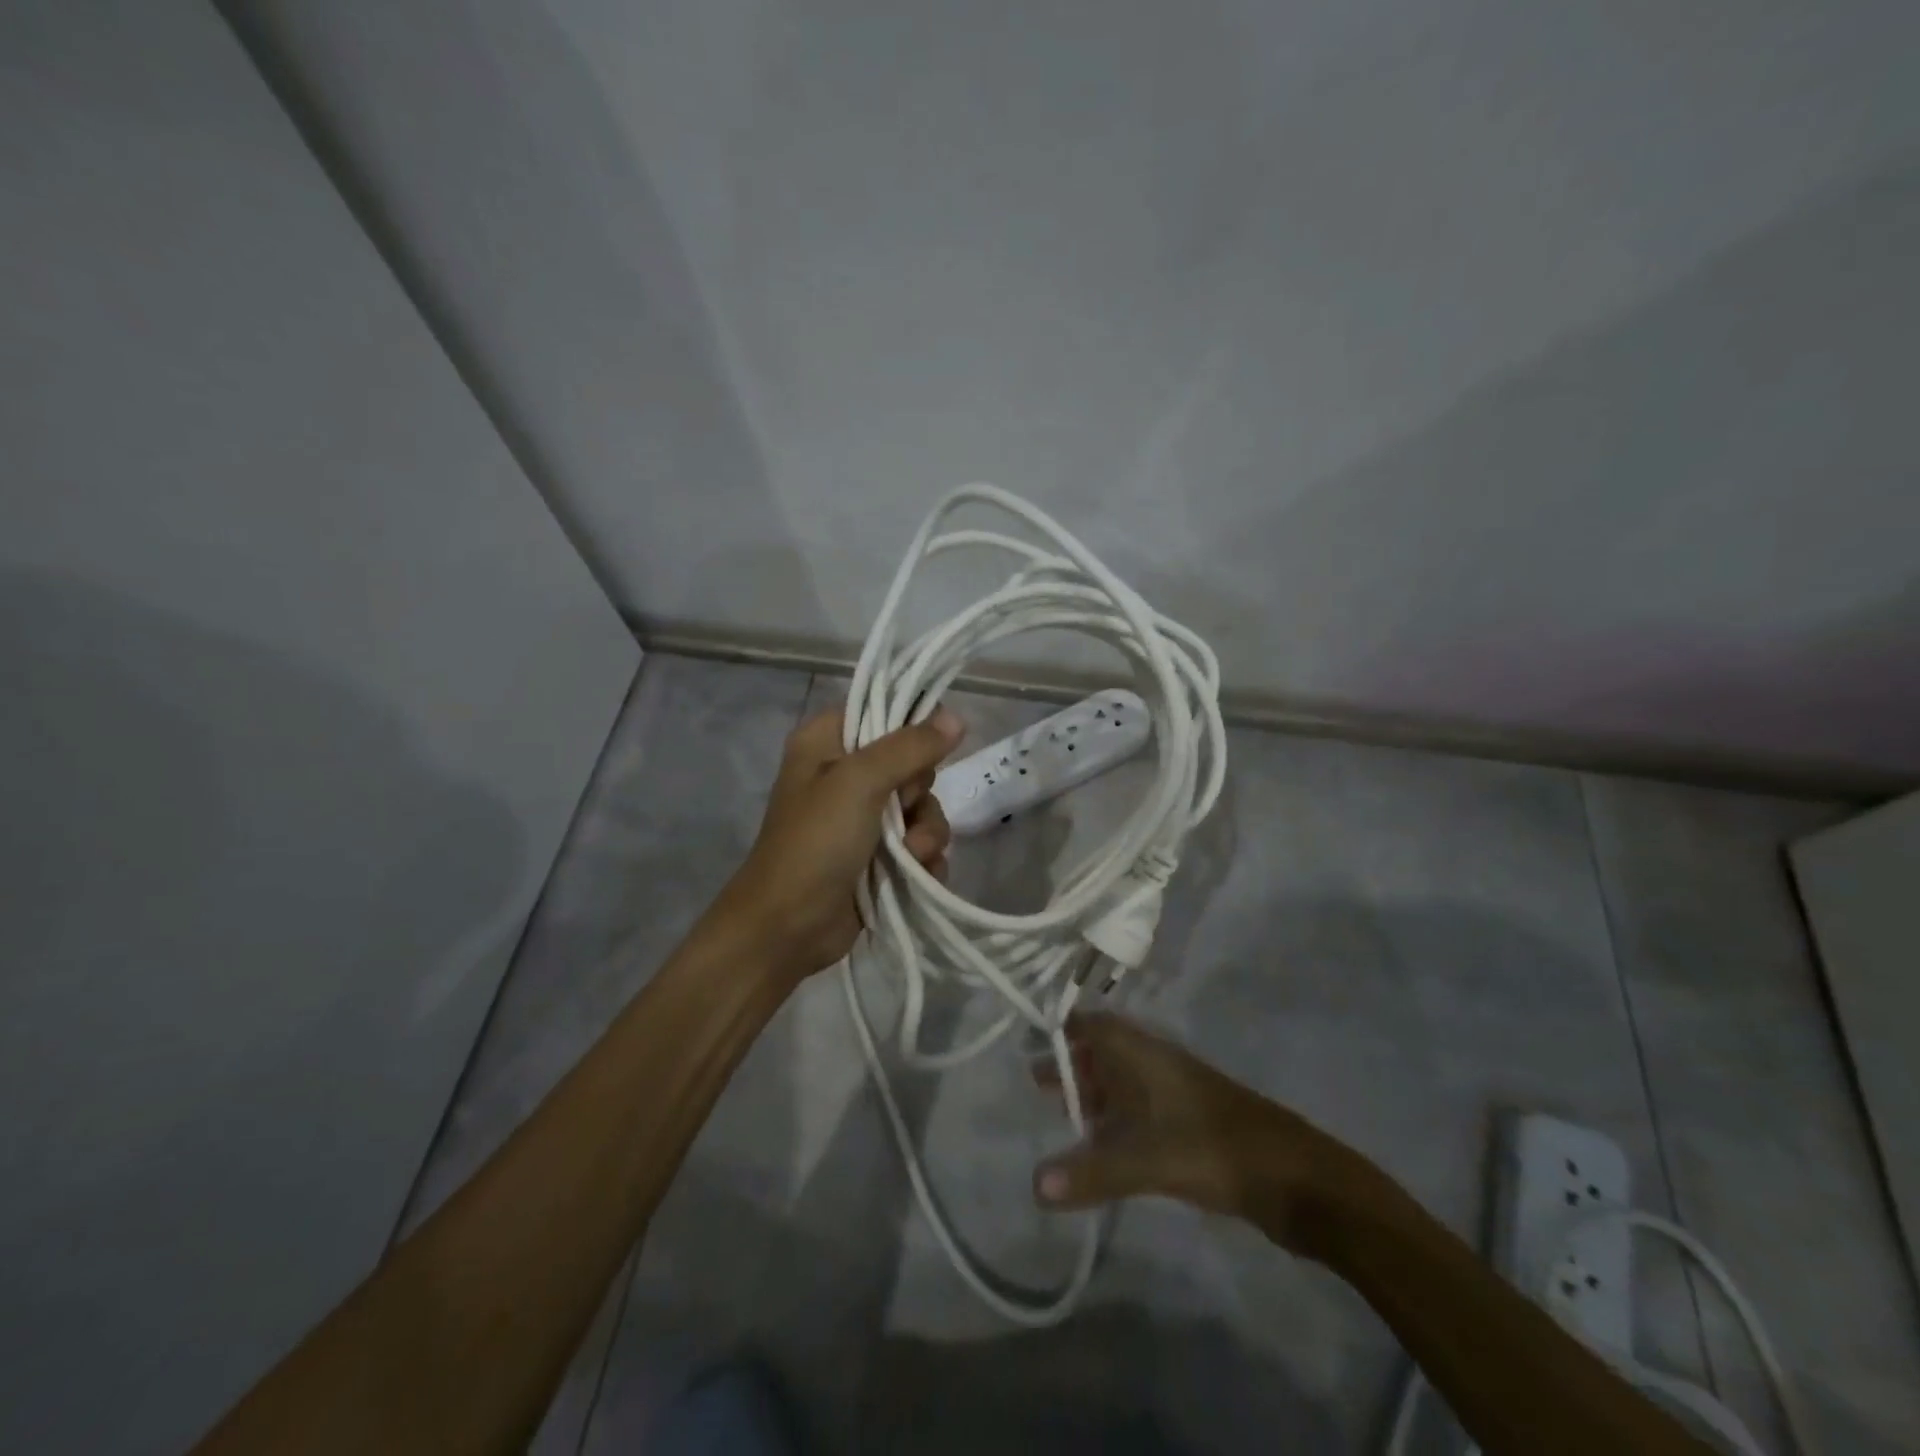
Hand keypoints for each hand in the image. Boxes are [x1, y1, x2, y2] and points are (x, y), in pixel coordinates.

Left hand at [715, 705, 961, 978]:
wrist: (787, 928)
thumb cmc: (814, 843)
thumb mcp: (858, 783)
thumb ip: (909, 747)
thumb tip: (957, 717)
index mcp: (828, 741)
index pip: (881, 711)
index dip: (911, 728)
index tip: (924, 751)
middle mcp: (846, 773)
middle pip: (912, 762)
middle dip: (919, 793)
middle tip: (903, 809)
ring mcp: (864, 818)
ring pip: (922, 807)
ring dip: (927, 833)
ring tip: (912, 857)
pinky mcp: (880, 856)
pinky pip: (922, 843)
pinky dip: (925, 859)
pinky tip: (919, 875)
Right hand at [1031, 1013, 1354, 1250]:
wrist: (1298, 1178)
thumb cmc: (1215, 1148)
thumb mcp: (1148, 1160)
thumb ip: (1091, 1172)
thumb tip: (1032, 1186)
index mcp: (1145, 1053)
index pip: (1095, 1025)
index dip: (1064, 1030)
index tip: (1030, 1044)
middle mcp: (1157, 1064)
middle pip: (1106, 1052)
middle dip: (1073, 1065)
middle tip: (1038, 1087)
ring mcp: (1177, 1093)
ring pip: (1125, 1082)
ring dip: (1096, 1094)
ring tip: (1064, 1117)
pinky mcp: (1191, 1123)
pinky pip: (1143, 1110)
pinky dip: (1119, 1120)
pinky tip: (1107, 1147)